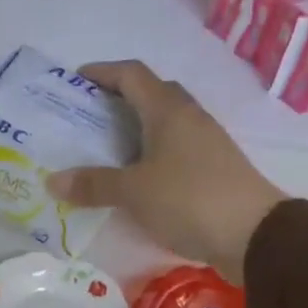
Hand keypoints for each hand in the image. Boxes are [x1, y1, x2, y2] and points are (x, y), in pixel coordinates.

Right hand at [46, 60, 286, 284]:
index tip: (74, 81)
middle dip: (117, 100)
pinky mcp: (213, 168)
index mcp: (168, 110)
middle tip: (86, 119)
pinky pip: (174, 148)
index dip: (102, 72)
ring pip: (164, 123)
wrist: (255, 234)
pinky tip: (136, 177)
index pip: (131, 74)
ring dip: (135, 129)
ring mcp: (205, 142)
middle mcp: (188, 117)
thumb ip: (94, 184)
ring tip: (104, 150)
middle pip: (150, 94)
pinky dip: (150, 154)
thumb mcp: (134, 192)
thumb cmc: (189, 199)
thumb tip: (52, 180)